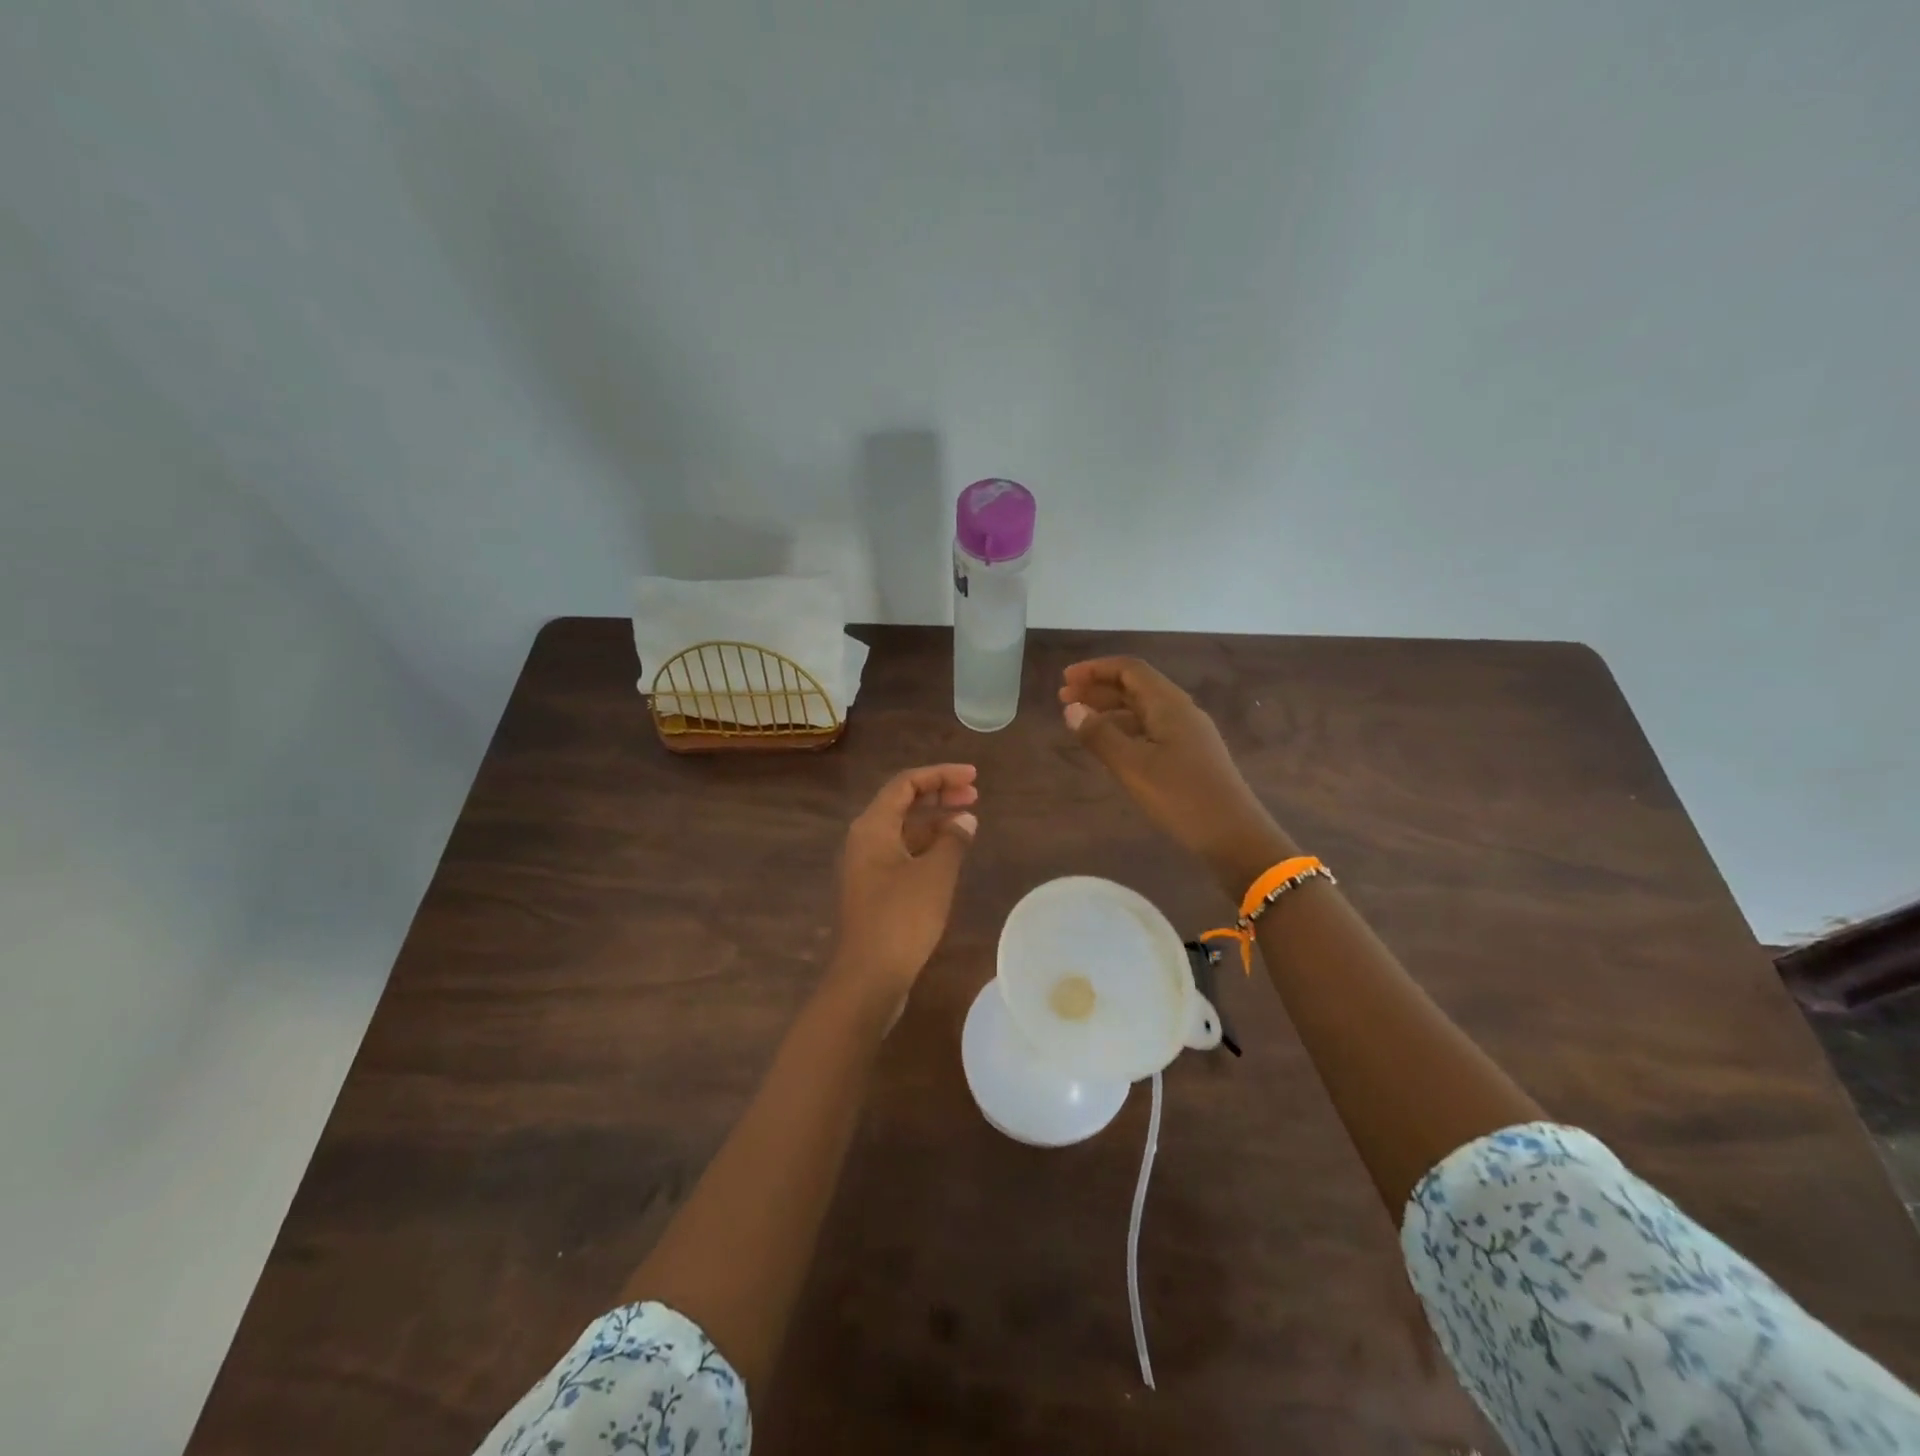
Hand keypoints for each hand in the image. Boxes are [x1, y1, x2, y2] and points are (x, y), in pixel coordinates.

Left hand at [830, 764, 977, 1010]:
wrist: (869, 976)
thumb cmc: (902, 918)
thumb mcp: (935, 874)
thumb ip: (953, 840)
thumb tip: (965, 819)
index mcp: (872, 827)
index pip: (905, 784)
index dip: (940, 775)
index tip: (973, 777)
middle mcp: (865, 840)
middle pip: (903, 804)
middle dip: (939, 795)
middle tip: (975, 794)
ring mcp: (867, 866)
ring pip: (904, 830)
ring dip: (935, 821)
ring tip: (969, 820)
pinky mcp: (875, 888)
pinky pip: (903, 852)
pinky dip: (928, 845)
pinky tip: (951, 852)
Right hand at [1060, 658, 1293, 894]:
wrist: (1235, 836)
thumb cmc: (1182, 797)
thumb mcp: (1133, 767)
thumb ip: (1100, 735)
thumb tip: (1072, 709)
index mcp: (1169, 705)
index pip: (1130, 669)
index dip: (1095, 669)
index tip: (1065, 680)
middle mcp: (1180, 712)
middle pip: (1136, 687)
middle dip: (1098, 689)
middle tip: (1064, 701)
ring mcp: (1188, 734)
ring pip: (1142, 710)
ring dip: (1110, 710)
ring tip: (1080, 723)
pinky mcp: (1190, 756)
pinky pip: (1151, 731)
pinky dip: (1124, 731)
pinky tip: (1110, 747)